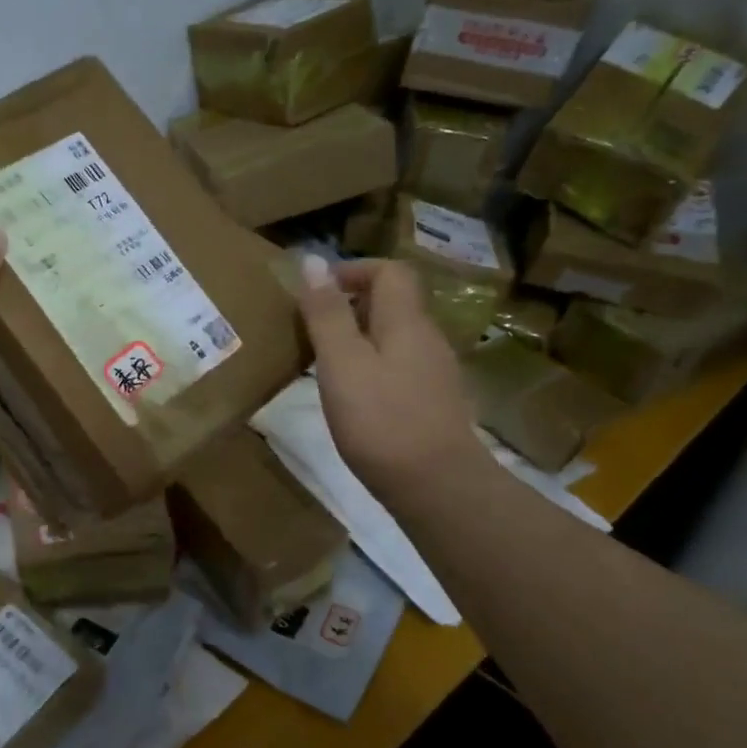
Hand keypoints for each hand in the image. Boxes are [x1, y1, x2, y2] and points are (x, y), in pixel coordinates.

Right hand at [296, 254, 482, 494]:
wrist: (437, 487)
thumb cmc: (381, 420)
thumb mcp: (341, 363)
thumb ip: (326, 313)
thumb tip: (312, 260)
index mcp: (406, 322)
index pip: (390, 272)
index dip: (353, 270)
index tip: (315, 291)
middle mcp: (426, 339)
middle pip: (393, 302)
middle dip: (350, 303)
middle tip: (310, 326)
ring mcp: (433, 373)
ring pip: (394, 335)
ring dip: (357, 335)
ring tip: (321, 359)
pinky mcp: (430, 403)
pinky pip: (397, 365)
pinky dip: (370, 364)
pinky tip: (349, 393)